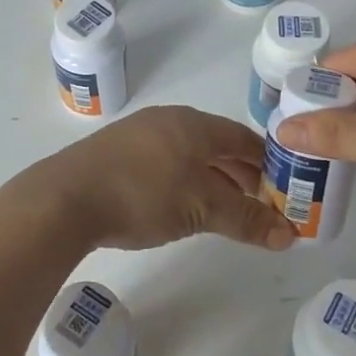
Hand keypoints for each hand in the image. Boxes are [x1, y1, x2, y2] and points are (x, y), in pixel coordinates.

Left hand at [11, 106, 296, 252]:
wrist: (65, 198)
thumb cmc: (143, 195)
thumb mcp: (202, 209)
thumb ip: (246, 220)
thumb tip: (290, 235)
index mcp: (194, 124)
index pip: (243, 138)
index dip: (267, 162)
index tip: (284, 187)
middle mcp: (169, 120)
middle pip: (216, 144)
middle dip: (241, 173)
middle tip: (259, 203)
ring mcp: (139, 133)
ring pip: (189, 153)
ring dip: (212, 178)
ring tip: (223, 207)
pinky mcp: (116, 152)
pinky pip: (164, 160)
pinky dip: (183, 179)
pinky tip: (179, 202)